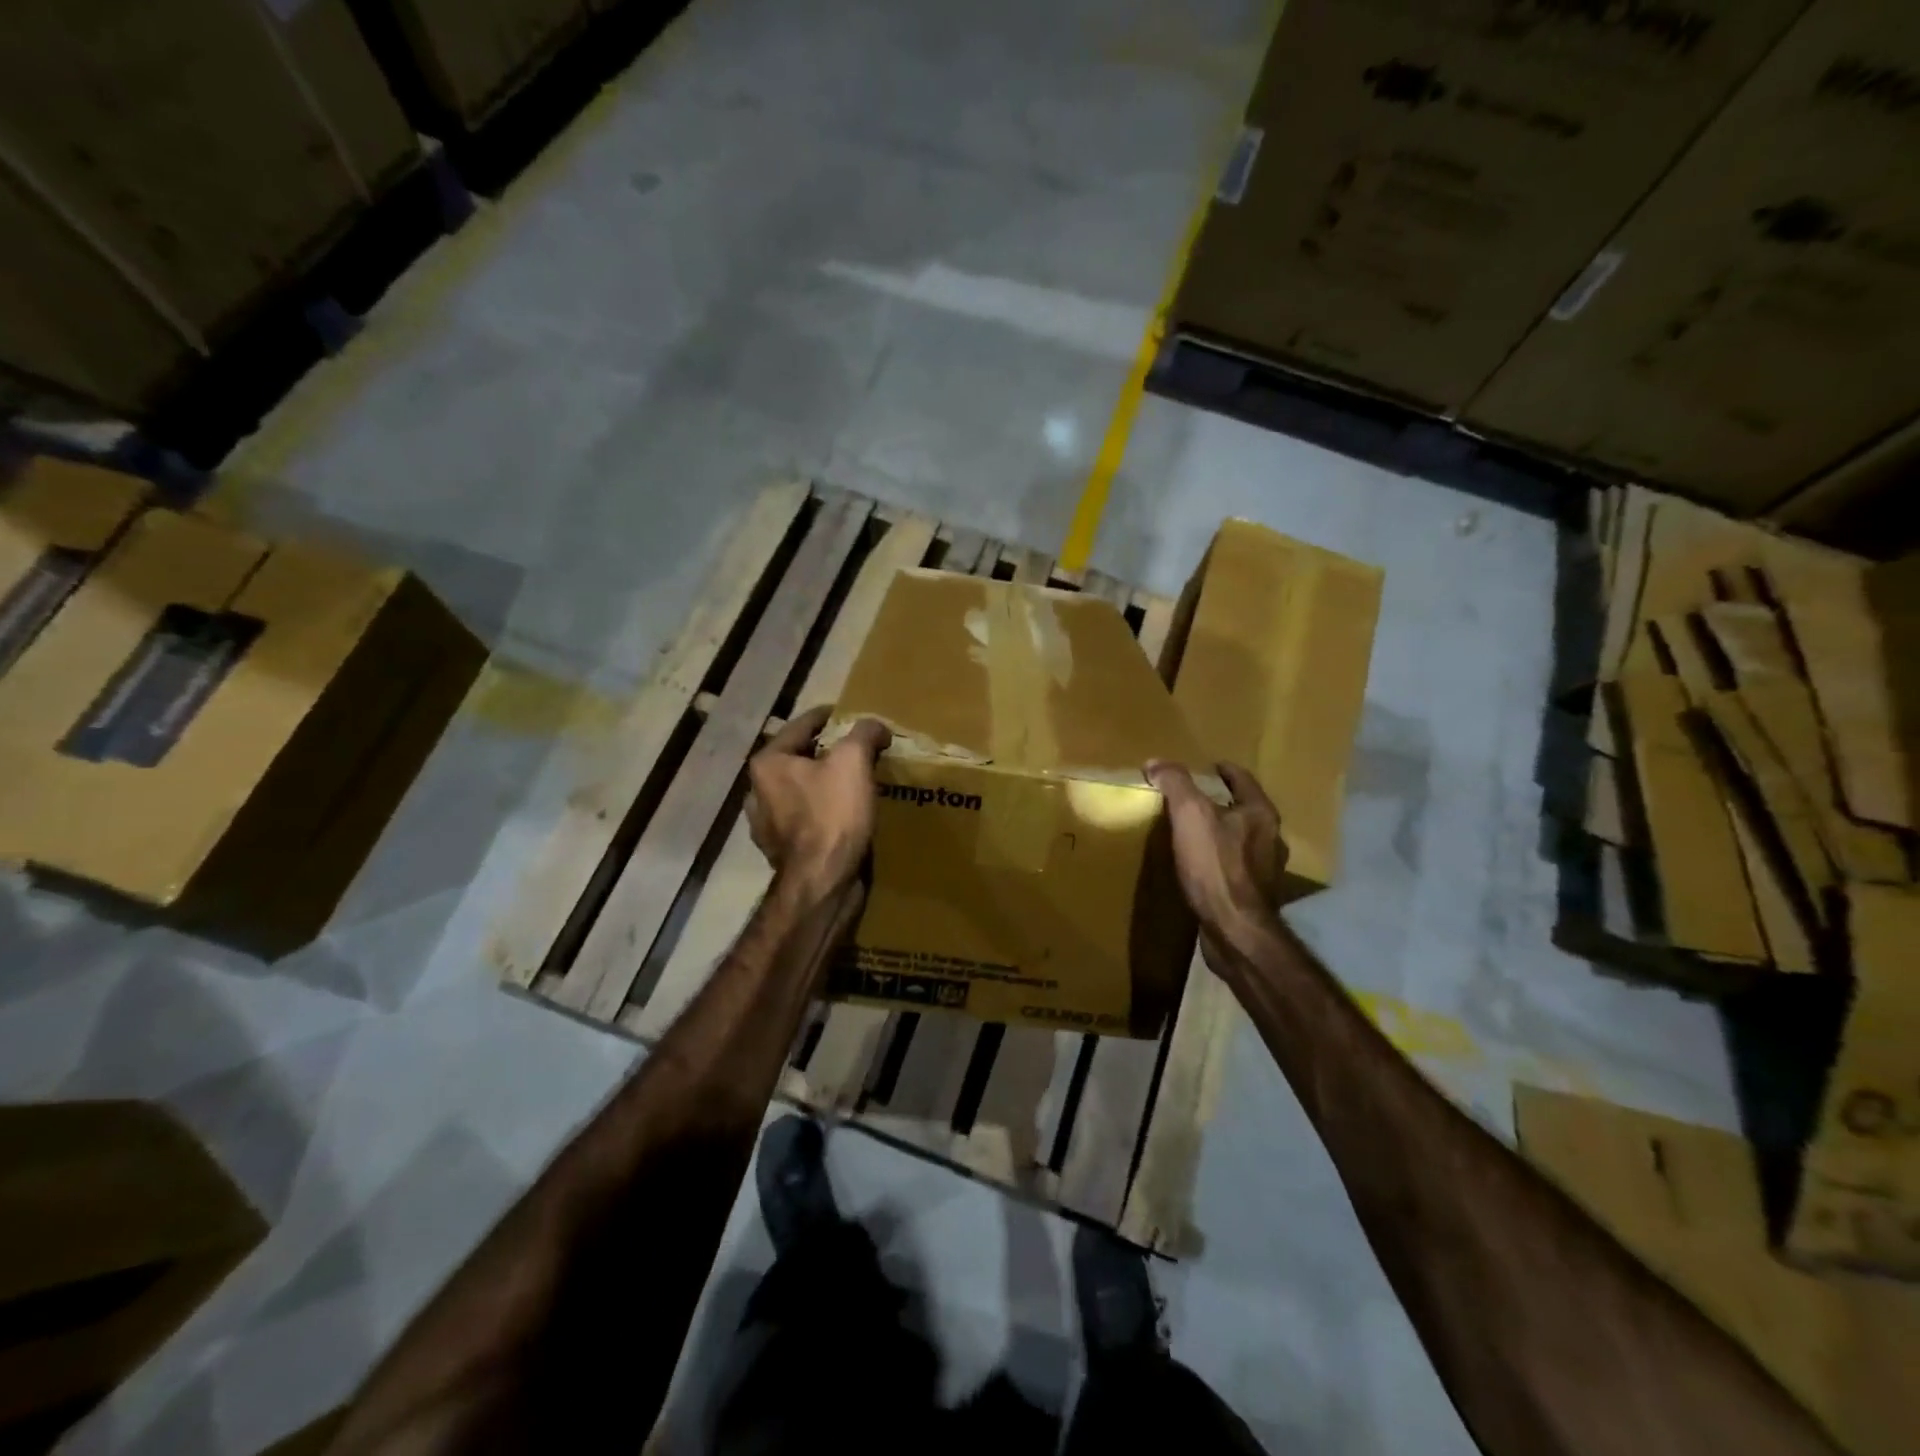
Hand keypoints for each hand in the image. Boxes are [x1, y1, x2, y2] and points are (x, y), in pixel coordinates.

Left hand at [747, 705, 891, 898]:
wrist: (822, 883)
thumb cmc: (832, 814)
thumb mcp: (853, 761)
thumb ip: (864, 733)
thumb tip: (875, 727)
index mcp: (768, 763)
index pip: (801, 725)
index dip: (830, 716)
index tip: (851, 715)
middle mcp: (758, 791)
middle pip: (799, 759)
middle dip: (828, 753)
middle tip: (858, 750)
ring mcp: (767, 825)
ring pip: (801, 791)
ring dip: (824, 785)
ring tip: (854, 784)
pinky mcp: (782, 852)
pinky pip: (806, 820)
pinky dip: (824, 813)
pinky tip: (845, 816)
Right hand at [1145, 760, 1286, 936]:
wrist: (1236, 930)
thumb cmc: (1216, 866)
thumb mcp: (1190, 814)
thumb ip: (1175, 783)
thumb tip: (1156, 762)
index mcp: (1261, 814)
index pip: (1243, 780)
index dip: (1225, 770)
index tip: (1209, 766)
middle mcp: (1271, 839)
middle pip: (1246, 810)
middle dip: (1223, 802)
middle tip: (1196, 799)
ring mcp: (1267, 871)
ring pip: (1243, 841)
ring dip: (1223, 834)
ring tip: (1195, 834)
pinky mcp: (1255, 897)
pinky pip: (1236, 869)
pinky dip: (1220, 862)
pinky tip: (1202, 869)